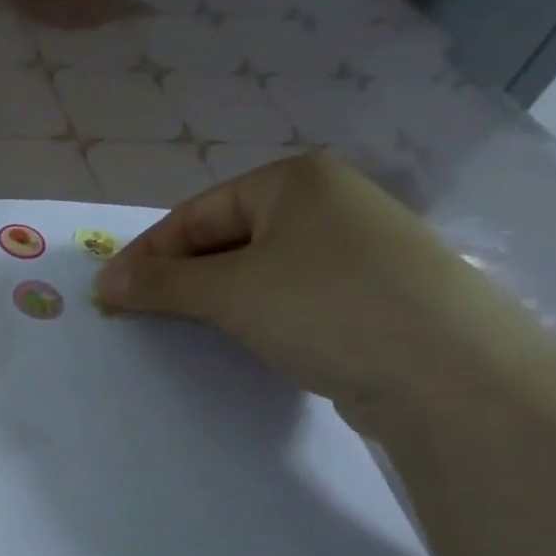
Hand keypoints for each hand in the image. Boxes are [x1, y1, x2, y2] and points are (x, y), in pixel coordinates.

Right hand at [92, 154, 555, 431]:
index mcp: (295, 180)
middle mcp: (327, 203)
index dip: (147, 253)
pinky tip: (240, 339)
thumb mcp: (230, 291)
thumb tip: (103, 283)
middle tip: (138, 314)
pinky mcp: (369, 294)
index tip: (109, 293)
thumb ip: (160, 283)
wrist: (452, 375)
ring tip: (180, 329)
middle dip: (178, 277)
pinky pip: (289, 295)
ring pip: (257, 269)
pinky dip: (254, 314)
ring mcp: (354, 249)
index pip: (195, 213)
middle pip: (225, 237)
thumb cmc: (327, 307)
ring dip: (212, 298)